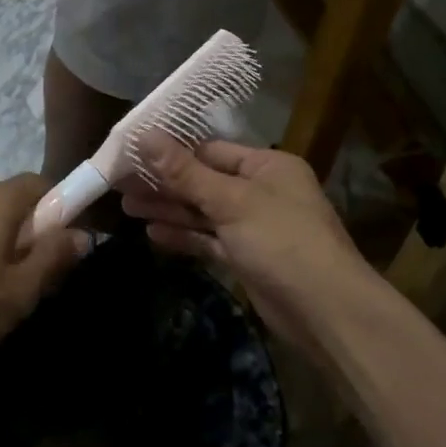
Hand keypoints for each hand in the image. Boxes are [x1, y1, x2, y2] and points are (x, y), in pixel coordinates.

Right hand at [121, 138, 372, 355]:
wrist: (326, 312)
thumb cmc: (281, 241)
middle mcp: (262, 191)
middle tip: (119, 183)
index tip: (133, 152)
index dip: (172, 151)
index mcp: (267, 166)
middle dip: (164, 183)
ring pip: (203, 212)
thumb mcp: (230, 200)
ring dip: (168, 209)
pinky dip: (184, 236)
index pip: (211, 150)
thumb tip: (145, 134)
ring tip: (125, 206)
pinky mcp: (248, 258)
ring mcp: (255, 227)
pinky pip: (210, 240)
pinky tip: (152, 233)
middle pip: (204, 181)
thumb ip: (184, 171)